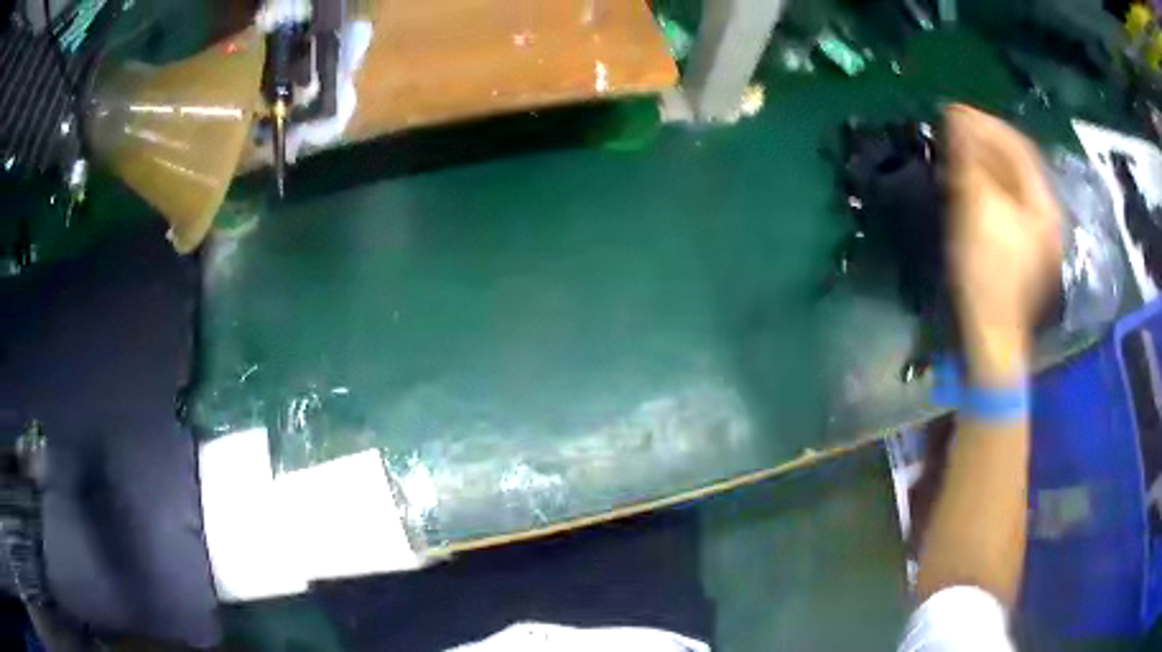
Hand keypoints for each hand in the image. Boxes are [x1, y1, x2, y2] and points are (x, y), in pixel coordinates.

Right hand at [945, 104, 1061, 385]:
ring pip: (1011, 187)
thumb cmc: (988, 271)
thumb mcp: (979, 207)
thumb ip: (971, 157)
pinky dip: (987, 190)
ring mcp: (1035, 239)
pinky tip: (969, 187)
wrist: (990, 338)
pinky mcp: (1021, 254)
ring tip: (957, 154)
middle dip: (985, 143)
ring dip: (984, 165)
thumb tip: (958, 117)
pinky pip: (1006, 207)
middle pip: (1017, 166)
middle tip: (952, 131)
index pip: (1018, 147)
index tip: (954, 111)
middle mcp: (1045, 216)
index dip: (987, 124)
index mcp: (1042, 204)